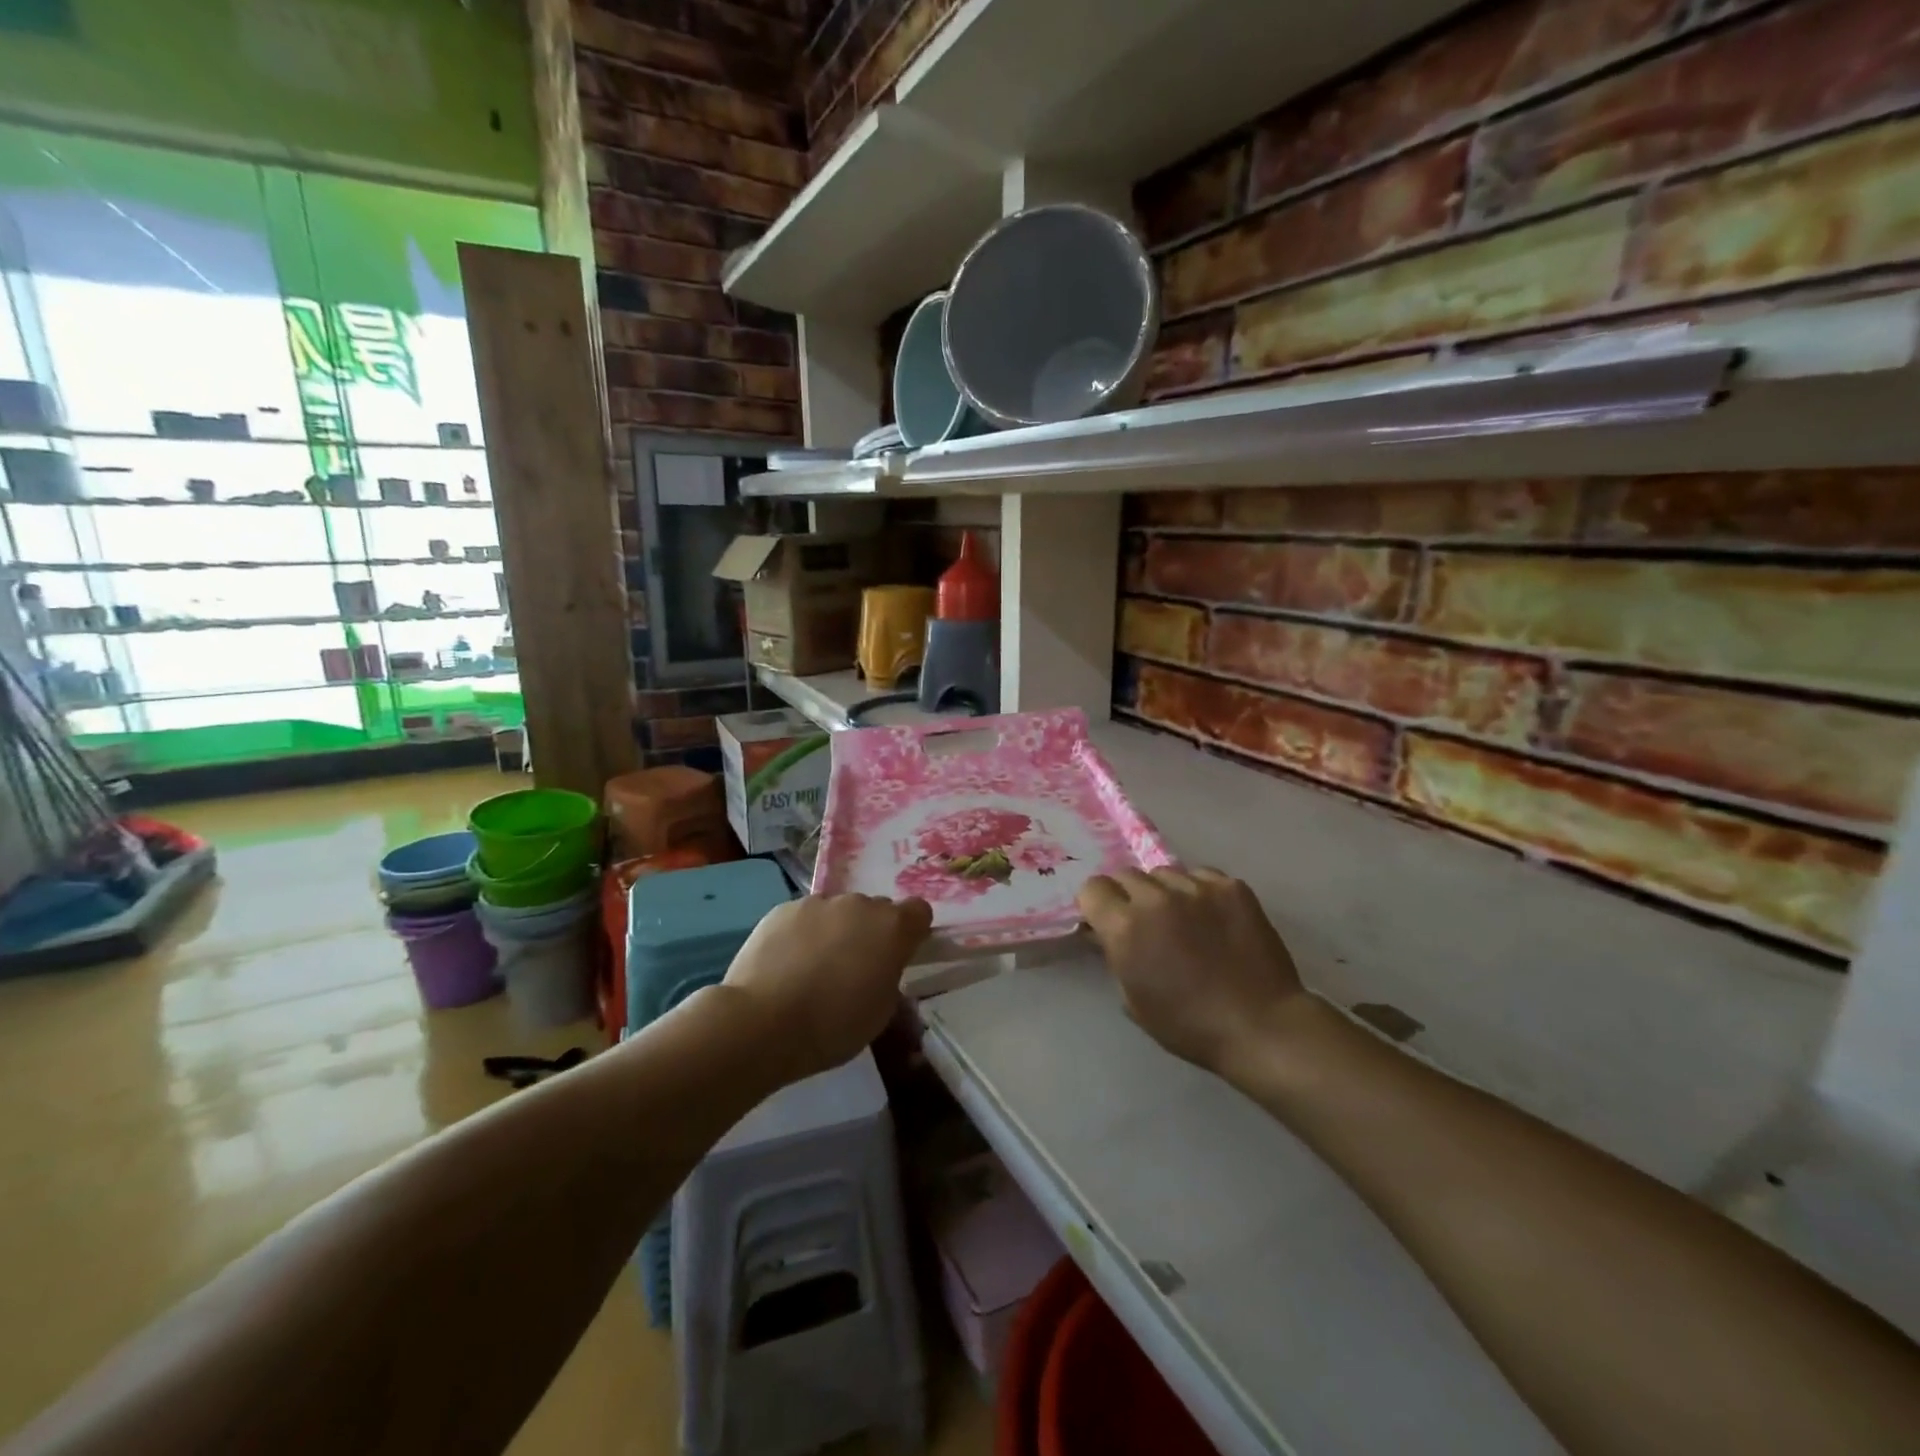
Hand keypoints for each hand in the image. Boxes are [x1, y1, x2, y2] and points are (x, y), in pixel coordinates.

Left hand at [721, 893, 933, 1083]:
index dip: (912, 932)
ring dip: (836, 932)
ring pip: (837, 912)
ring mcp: (818, 902)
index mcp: (892, 928)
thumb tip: (881, 968)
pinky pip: (804, 917)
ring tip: (814, 969)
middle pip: (875, 910)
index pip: (919, 912)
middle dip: (871, 933)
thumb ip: (889, 978)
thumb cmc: (833, 1025)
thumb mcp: (881, 1013)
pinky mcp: (783, 909)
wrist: (763, 1022)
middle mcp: (859, 905)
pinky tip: (786, 966)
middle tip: (854, 969)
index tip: (900, 956)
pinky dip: (802, 935)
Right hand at [1078, 867, 1304, 1077]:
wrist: (1260, 1026)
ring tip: (1183, 918)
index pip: (1093, 888)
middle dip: (1128, 895)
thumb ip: (1113, 954)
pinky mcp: (1231, 887)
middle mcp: (1156, 898)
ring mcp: (1196, 888)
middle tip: (1145, 921)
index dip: (1097, 904)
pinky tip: (1212, 918)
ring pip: (1165, 873)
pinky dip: (1199, 892)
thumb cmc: (1188, 1025)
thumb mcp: (1133, 999)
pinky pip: (1201, 876)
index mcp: (1125, 927)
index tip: (1107, 920)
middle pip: (1127, 875)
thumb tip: (1102, 931)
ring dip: (1164, 892)